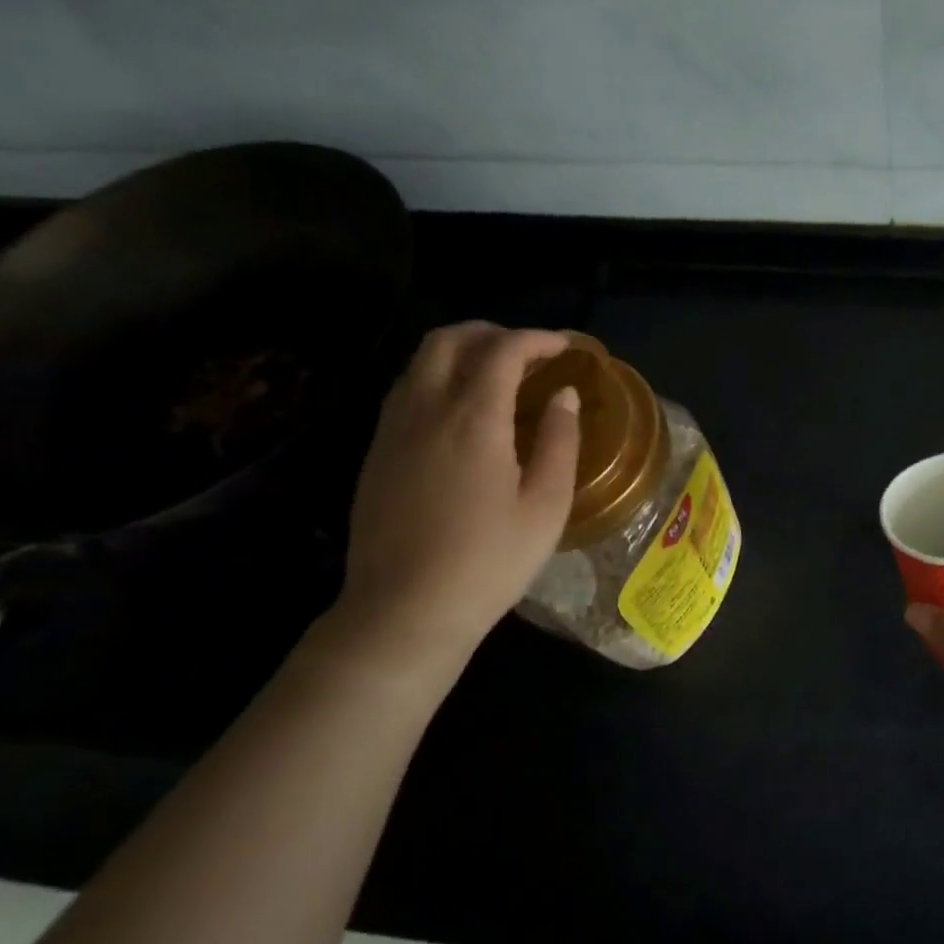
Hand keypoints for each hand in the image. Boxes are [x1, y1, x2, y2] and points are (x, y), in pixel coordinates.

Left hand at [336, 323, 580, 663]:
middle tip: (529, 352)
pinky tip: (462, 409)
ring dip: (461, 352)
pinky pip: (405, 390)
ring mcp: (392, 430)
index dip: (538, 340)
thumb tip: (564, 396)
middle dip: (493, 333)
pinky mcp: (376, 452)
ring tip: (498, 374)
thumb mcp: (546, 505)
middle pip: (449, 340)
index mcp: (474, 419)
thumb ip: (559, 441)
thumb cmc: (489, 561)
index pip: (503, 351)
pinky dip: (438, 377)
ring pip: (420, 362)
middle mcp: (425, 410)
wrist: (405, 610)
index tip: (567, 348)